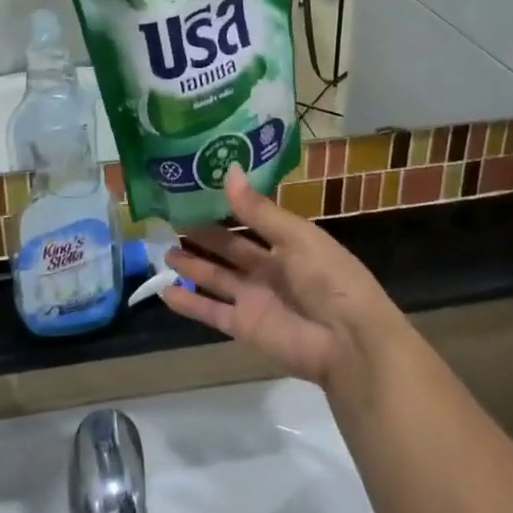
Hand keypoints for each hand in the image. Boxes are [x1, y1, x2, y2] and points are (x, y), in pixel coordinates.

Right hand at [160, 167, 408, 389]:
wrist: (348, 342)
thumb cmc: (329, 278)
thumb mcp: (296, 236)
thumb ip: (257, 210)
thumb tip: (228, 171)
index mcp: (288, 243)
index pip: (250, 221)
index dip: (225, 208)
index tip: (195, 192)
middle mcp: (268, 269)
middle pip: (229, 250)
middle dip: (203, 236)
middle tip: (171, 220)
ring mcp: (254, 299)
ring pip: (216, 278)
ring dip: (193, 266)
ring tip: (164, 252)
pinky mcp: (244, 326)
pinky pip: (210, 312)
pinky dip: (189, 304)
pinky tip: (164, 292)